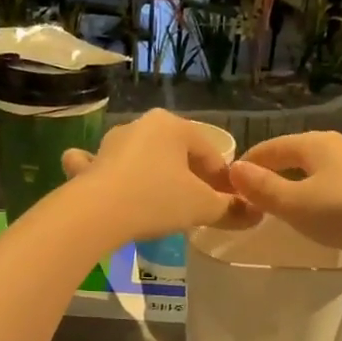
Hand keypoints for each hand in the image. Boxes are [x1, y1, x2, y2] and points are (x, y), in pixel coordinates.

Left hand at [62, 109, 255, 244]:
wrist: (97, 214)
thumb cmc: (157, 200)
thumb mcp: (202, 207)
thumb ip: (229, 208)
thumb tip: (253, 214)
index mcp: (173, 126)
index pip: (209, 152)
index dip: (223, 179)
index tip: (230, 202)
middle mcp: (141, 126)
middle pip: (175, 153)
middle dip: (189, 176)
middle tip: (199, 205)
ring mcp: (110, 144)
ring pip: (140, 157)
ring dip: (151, 173)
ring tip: (161, 200)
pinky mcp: (88, 166)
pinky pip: (99, 165)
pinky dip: (103, 171)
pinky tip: (103, 181)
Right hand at [228, 132, 341, 267]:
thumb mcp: (296, 204)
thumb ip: (263, 188)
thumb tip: (234, 170)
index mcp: (315, 143)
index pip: (271, 147)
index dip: (249, 163)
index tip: (231, 183)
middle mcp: (338, 145)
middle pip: (295, 155)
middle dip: (273, 172)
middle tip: (254, 196)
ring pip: (317, 170)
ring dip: (297, 184)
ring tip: (284, 207)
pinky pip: (336, 184)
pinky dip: (319, 194)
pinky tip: (320, 214)